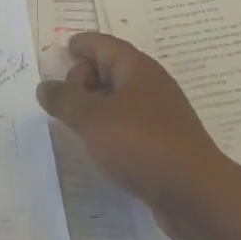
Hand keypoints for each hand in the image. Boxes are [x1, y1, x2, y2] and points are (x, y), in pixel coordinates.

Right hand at [36, 32, 230, 239]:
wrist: (195, 195)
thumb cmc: (141, 144)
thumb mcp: (92, 118)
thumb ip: (65, 99)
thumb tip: (45, 86)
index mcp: (137, 69)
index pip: (104, 44)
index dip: (82, 44)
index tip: (63, 50)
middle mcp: (150, 86)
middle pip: (111, 69)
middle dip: (83, 78)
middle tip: (62, 100)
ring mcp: (159, 115)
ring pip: (119, 99)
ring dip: (94, 106)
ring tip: (72, 123)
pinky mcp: (163, 143)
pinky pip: (128, 124)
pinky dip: (108, 127)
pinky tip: (97, 147)